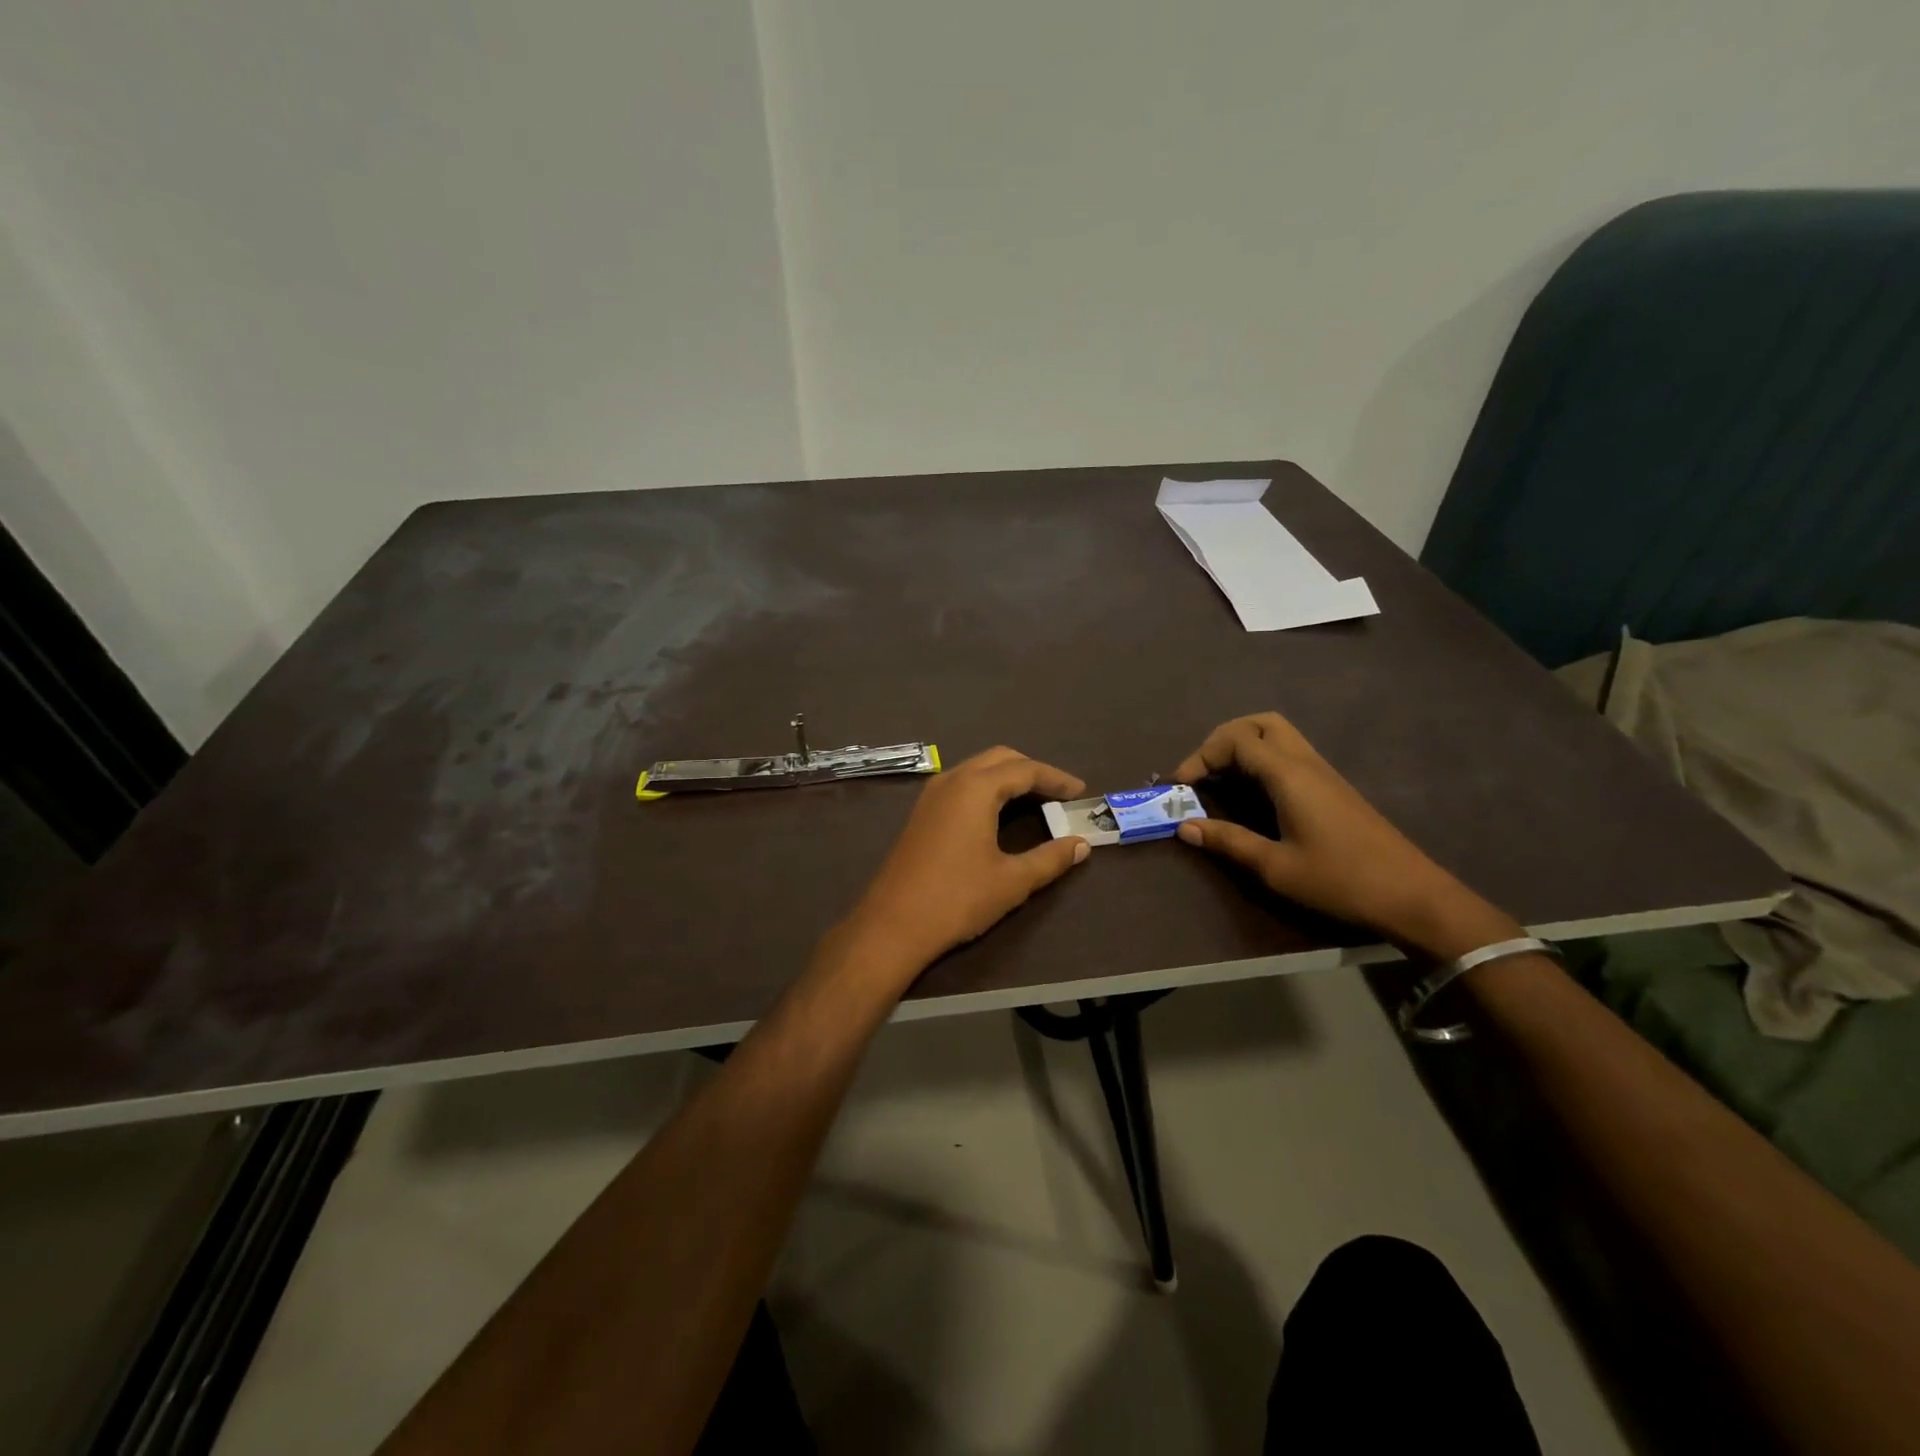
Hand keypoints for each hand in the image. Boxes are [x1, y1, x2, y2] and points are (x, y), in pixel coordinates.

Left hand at [843, 747, 1090, 972]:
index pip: (1025, 770)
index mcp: (976, 788)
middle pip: (1000, 759)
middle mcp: (952, 780)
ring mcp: (931, 795)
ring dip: (1008, 777)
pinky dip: (987, 789)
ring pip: (977, 769)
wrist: (893, 925)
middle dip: (1032, 771)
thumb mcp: (1012, 881)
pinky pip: (961, 785)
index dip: (1056, 778)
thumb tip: (1081, 845)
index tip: (1081, 792)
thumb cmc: (957, 899)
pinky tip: (998, 813)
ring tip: (1035, 801)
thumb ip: (1051, 859)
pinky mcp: (921, 813)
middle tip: (1059, 793)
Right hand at [1172, 713, 1517, 957]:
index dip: (1201, 756)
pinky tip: (1251, 791)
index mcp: (1289, 775)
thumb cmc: (1340, 880)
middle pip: (1259, 723)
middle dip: (1222, 739)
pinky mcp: (1331, 787)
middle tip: (1202, 771)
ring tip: (1220, 778)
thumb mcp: (1276, 867)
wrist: (1412, 895)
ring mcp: (1322, 772)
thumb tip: (1184, 827)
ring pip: (1277, 734)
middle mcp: (1305, 763)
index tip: (1180, 786)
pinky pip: (1288, 753)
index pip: (1236, 740)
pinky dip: (1261, 759)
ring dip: (1243, 746)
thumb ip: (1228, 841)